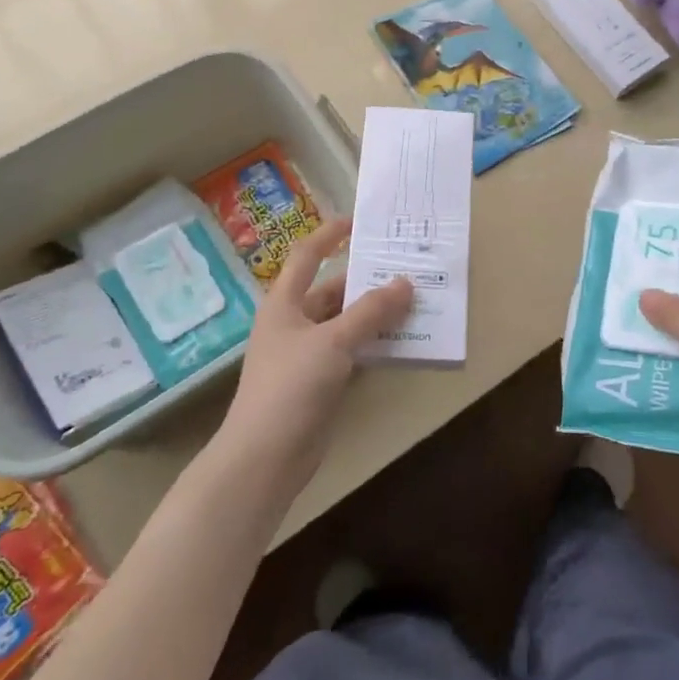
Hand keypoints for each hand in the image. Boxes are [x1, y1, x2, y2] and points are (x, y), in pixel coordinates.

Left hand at [219, 218, 412, 479]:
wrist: (265, 458)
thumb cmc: (291, 387)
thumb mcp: (333, 341)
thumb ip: (371, 312)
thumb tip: (405, 283)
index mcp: (284, 304)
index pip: (307, 255)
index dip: (330, 234)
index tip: (360, 221)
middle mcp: (294, 323)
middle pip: (333, 289)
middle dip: (366, 278)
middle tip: (405, 265)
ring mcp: (307, 354)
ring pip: (346, 321)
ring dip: (375, 312)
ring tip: (414, 298)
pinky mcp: (321, 381)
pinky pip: (352, 350)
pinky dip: (374, 342)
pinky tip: (403, 339)